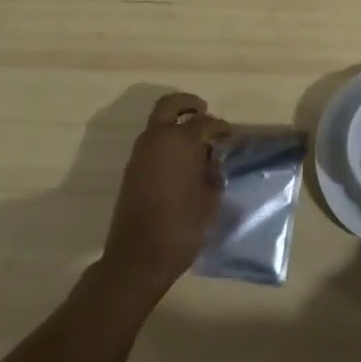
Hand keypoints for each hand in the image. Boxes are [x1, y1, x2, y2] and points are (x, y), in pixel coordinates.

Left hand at [101, 92, 229, 298]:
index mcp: (179, 141)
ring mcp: (139, 154)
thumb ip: (212, 174)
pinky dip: (165, 142)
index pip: (203, 122)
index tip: (229, 135)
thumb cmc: (181, 226)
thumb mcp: (209, 199)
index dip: (219, 127)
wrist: (138, 257)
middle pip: (170, 105)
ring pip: (157, 123)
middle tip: (204, 112)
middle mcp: (156, 139)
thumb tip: (211, 163)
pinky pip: (151, 143)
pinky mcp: (131, 170)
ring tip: (195, 143)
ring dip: (174, 124)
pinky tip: (180, 162)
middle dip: (188, 104)